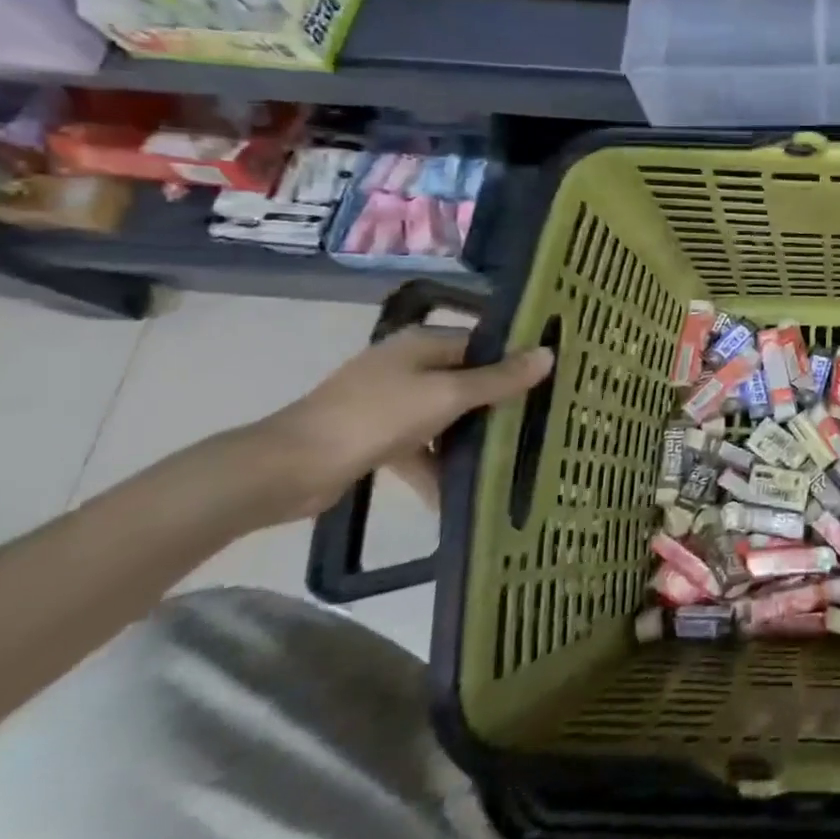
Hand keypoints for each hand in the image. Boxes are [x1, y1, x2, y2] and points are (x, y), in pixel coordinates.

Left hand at [245, 327, 553, 524]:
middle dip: (498, 403)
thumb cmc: (375, 418)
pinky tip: (455, 495)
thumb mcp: (448, 396)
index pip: (485, 343)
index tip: (551, 381)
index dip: (517, 360)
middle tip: (538, 422)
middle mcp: (408, 364)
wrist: (288, 469)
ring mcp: (389, 400)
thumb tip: (548, 354)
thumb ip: (499, 379)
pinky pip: (421, 445)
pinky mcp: (376, 435)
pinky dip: (437, 465)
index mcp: (423, 343)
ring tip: (506, 460)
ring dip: (470, 438)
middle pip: (467, 379)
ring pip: (447, 414)